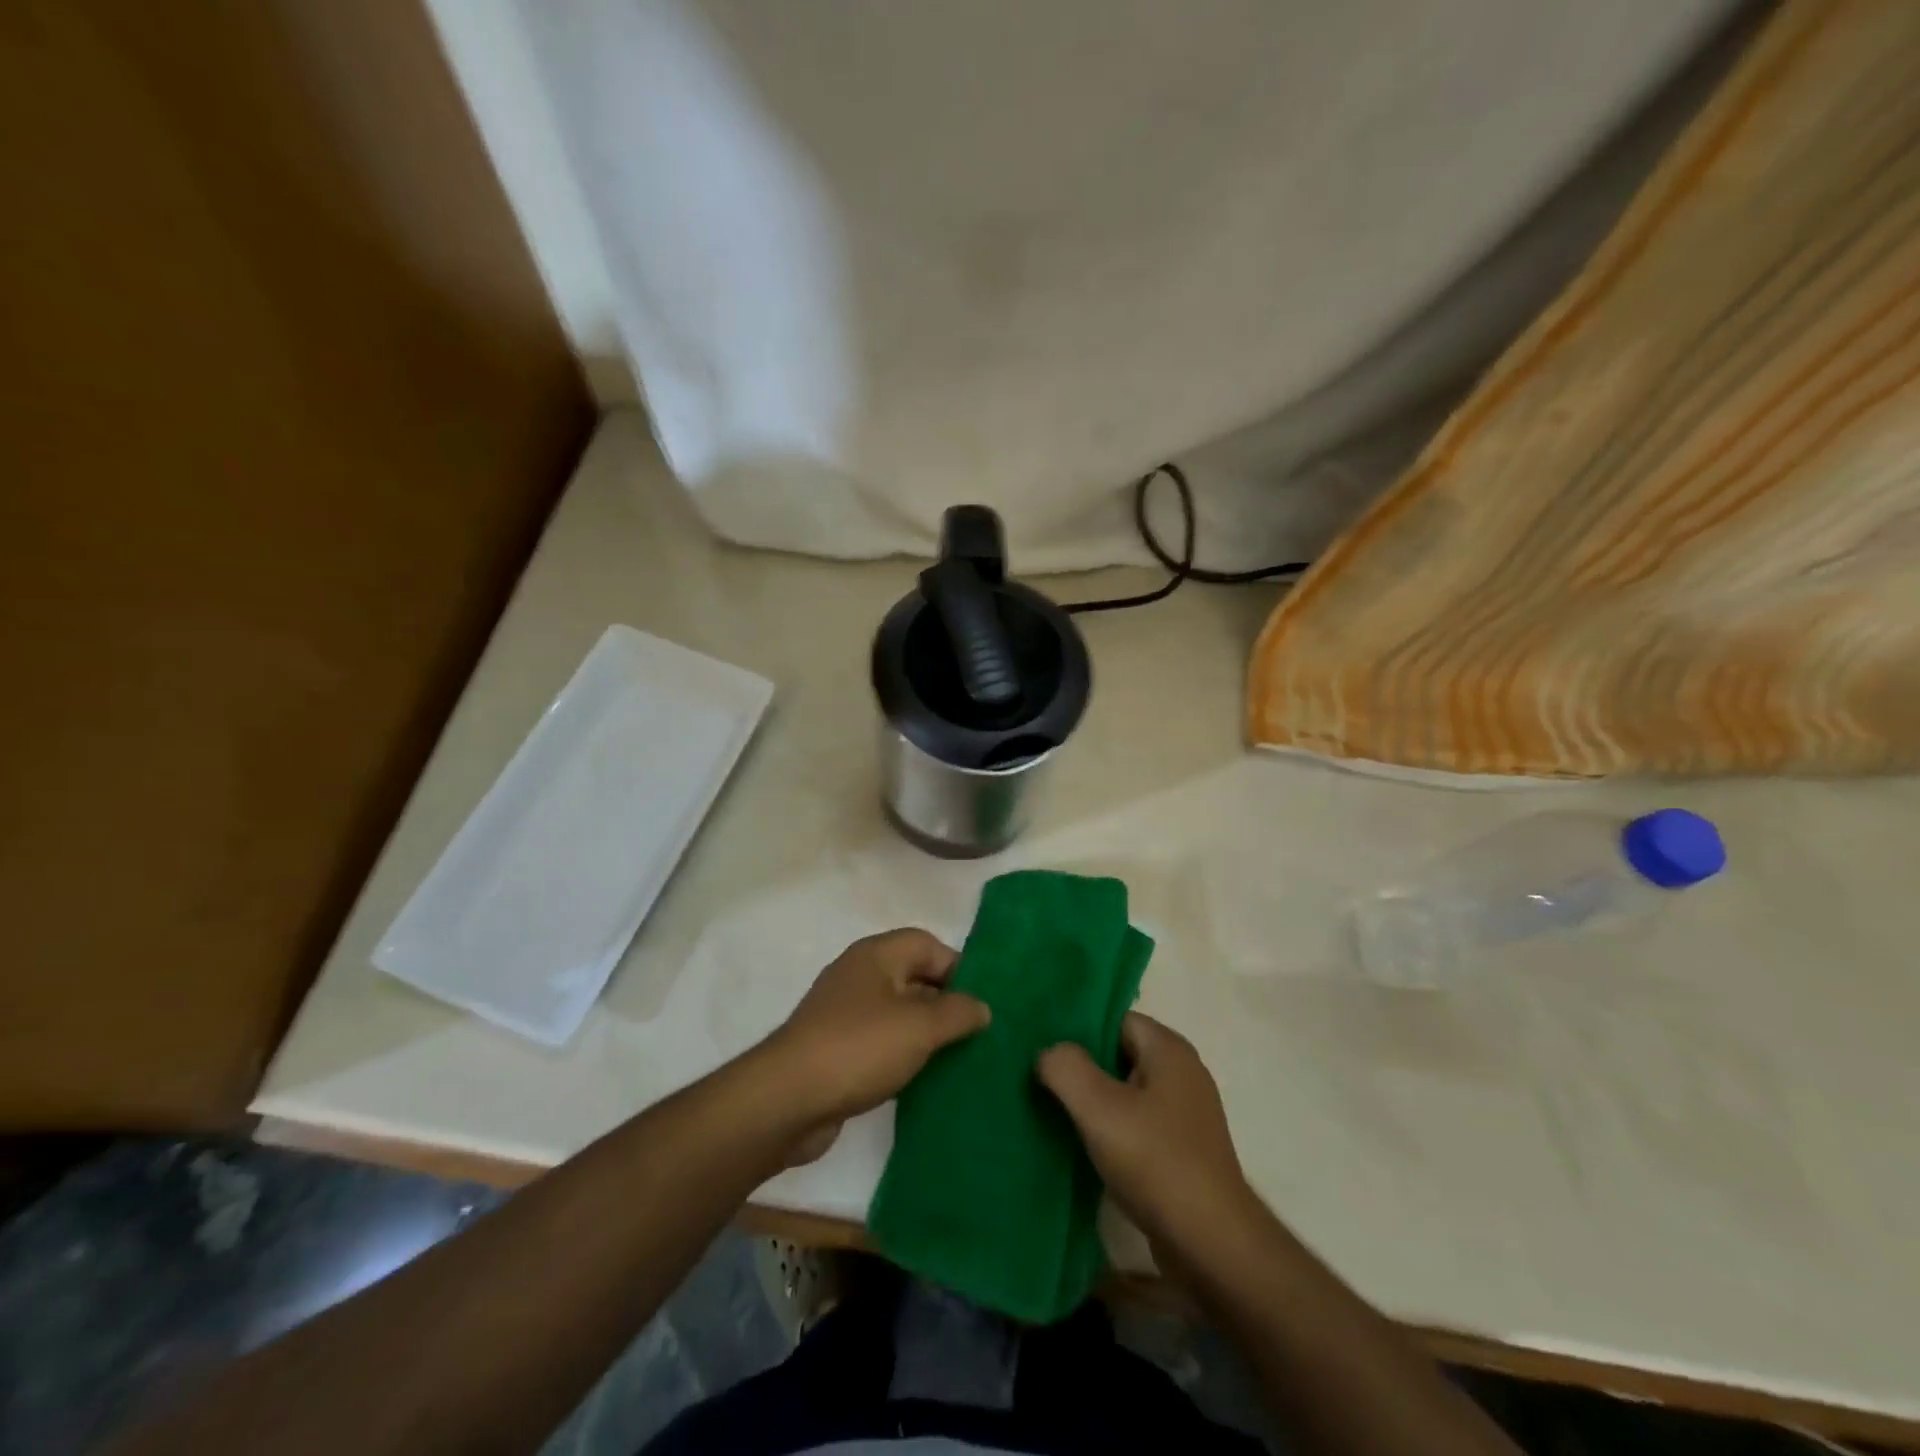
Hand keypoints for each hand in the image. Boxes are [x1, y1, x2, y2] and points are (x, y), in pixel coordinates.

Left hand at [760, 929, 989, 1164]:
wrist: (788, 1099)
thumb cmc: (859, 1047)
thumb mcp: (920, 1027)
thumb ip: (958, 1012)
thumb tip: (982, 1007)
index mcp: (876, 955)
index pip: (927, 944)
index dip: (958, 968)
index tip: (981, 1004)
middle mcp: (858, 976)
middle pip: (913, 977)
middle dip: (945, 1003)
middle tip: (976, 1034)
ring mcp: (843, 1013)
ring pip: (897, 1013)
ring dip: (925, 1033)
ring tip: (957, 1059)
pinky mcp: (836, 1049)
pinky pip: (880, 1042)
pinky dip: (902, 1055)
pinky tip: (921, 1079)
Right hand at [1037, 1013, 1259, 1260]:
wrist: (1211, 1244)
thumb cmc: (1155, 1161)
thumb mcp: (1098, 1107)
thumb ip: (1065, 1067)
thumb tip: (1048, 1053)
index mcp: (1169, 1049)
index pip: (1114, 1019)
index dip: (1078, 1032)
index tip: (1045, 1051)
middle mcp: (1183, 1072)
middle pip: (1119, 1054)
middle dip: (1083, 1068)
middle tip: (1043, 1082)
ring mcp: (1186, 1113)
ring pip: (1127, 1091)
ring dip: (1095, 1103)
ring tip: (1056, 1114)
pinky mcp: (1184, 1149)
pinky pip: (1138, 1124)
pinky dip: (1113, 1130)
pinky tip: (1086, 1148)